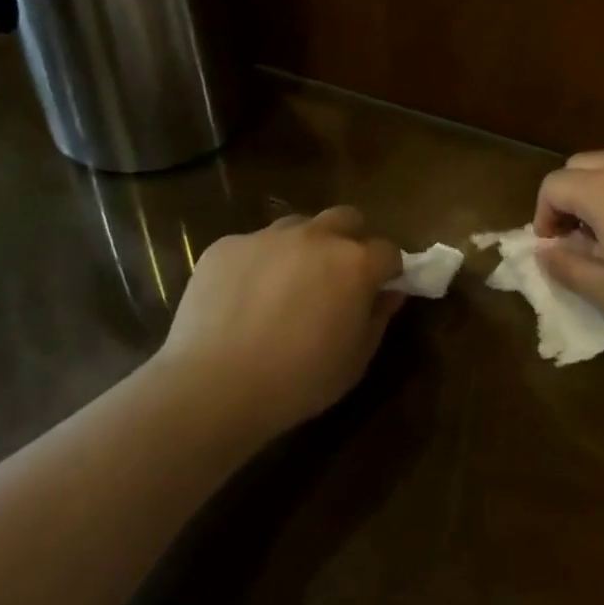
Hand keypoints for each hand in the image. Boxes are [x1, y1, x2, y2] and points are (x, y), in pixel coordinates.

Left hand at [157, 207, 404, 437]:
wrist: (214, 386)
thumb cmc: (298, 380)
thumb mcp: (354, 361)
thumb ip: (377, 319)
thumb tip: (389, 295)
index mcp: (354, 263)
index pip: (388, 251)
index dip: (388, 270)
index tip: (379, 290)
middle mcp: (315, 237)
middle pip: (345, 218)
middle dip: (350, 240)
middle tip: (338, 277)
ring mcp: (267, 237)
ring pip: (297, 227)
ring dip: (303, 247)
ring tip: (287, 285)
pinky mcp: (226, 246)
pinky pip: (252, 246)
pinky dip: (258, 264)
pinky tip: (243, 299)